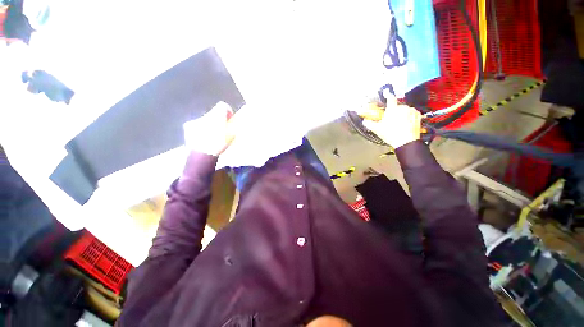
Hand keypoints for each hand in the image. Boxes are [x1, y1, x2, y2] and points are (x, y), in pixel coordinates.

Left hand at [183, 102, 235, 155]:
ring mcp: (195, 120)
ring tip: (211, 136)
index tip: (229, 120)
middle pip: (214, 113)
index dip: (228, 112)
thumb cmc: (219, 144)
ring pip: (205, 119)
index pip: (223, 105)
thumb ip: (233, 127)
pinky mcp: (188, 126)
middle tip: (221, 130)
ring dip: (209, 125)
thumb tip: (234, 124)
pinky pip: (197, 125)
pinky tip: (202, 138)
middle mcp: (206, 114)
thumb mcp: (232, 136)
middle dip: (218, 120)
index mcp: (218, 115)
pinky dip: (200, 129)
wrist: (202, 154)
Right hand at [362, 96, 420, 148]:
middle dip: (394, 111)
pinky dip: (408, 116)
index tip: (386, 93)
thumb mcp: (377, 129)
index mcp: (393, 108)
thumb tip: (364, 121)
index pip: (390, 98)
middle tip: (390, 119)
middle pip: (397, 106)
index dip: (387, 95)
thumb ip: (369, 123)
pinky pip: (411, 113)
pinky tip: (405, 123)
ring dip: (401, 114)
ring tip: (398, 123)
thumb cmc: (390, 134)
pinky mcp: (418, 116)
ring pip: (405, 110)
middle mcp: (403, 107)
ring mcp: (411, 111)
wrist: (406, 142)